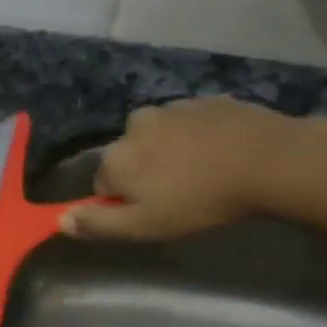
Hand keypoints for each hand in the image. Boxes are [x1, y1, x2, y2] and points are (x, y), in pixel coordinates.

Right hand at [60, 97, 308, 240]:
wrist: (267, 160)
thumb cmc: (198, 201)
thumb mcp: (143, 226)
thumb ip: (97, 223)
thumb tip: (60, 219)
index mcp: (115, 157)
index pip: (102, 185)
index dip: (124, 202)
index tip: (152, 213)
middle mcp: (133, 125)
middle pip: (128, 157)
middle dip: (144, 174)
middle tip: (179, 195)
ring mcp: (171, 108)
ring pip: (157, 138)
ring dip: (169, 154)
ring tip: (201, 174)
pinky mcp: (204, 100)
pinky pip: (187, 124)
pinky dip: (195, 138)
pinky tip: (218, 155)